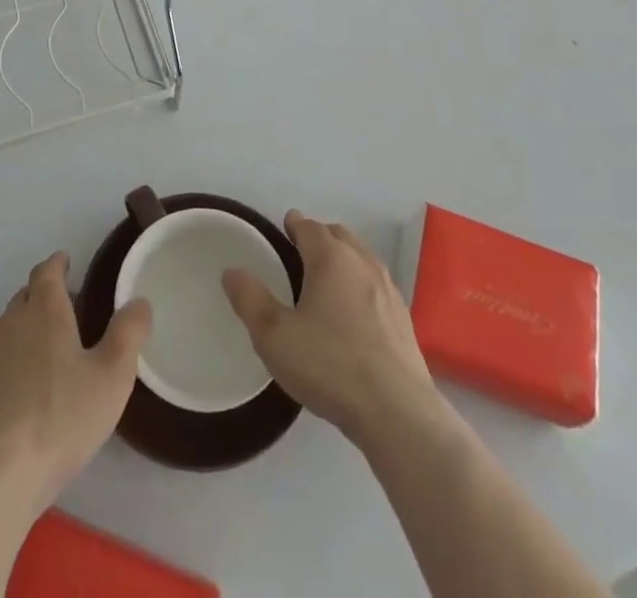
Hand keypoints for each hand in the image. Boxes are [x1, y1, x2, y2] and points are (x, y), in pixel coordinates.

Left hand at [0, 251, 151, 512]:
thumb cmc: (60, 419)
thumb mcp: (111, 377)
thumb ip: (129, 334)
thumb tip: (139, 301)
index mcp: (44, 310)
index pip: (47, 271)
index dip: (58, 263)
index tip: (68, 262)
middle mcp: (11, 323)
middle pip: (26, 295)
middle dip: (44, 293)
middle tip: (69, 307)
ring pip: (9, 326)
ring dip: (27, 327)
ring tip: (50, 349)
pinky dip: (12, 359)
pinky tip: (25, 389)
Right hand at [223, 211, 441, 445]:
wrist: (397, 411)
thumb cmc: (329, 365)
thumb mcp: (274, 336)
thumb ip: (250, 300)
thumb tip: (232, 271)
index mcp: (330, 258)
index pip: (310, 227)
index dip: (295, 224)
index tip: (285, 227)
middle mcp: (362, 263)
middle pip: (339, 235)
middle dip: (320, 236)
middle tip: (302, 251)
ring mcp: (389, 290)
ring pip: (362, 258)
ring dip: (344, 258)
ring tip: (327, 278)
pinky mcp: (404, 319)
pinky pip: (377, 285)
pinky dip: (362, 284)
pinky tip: (355, 311)